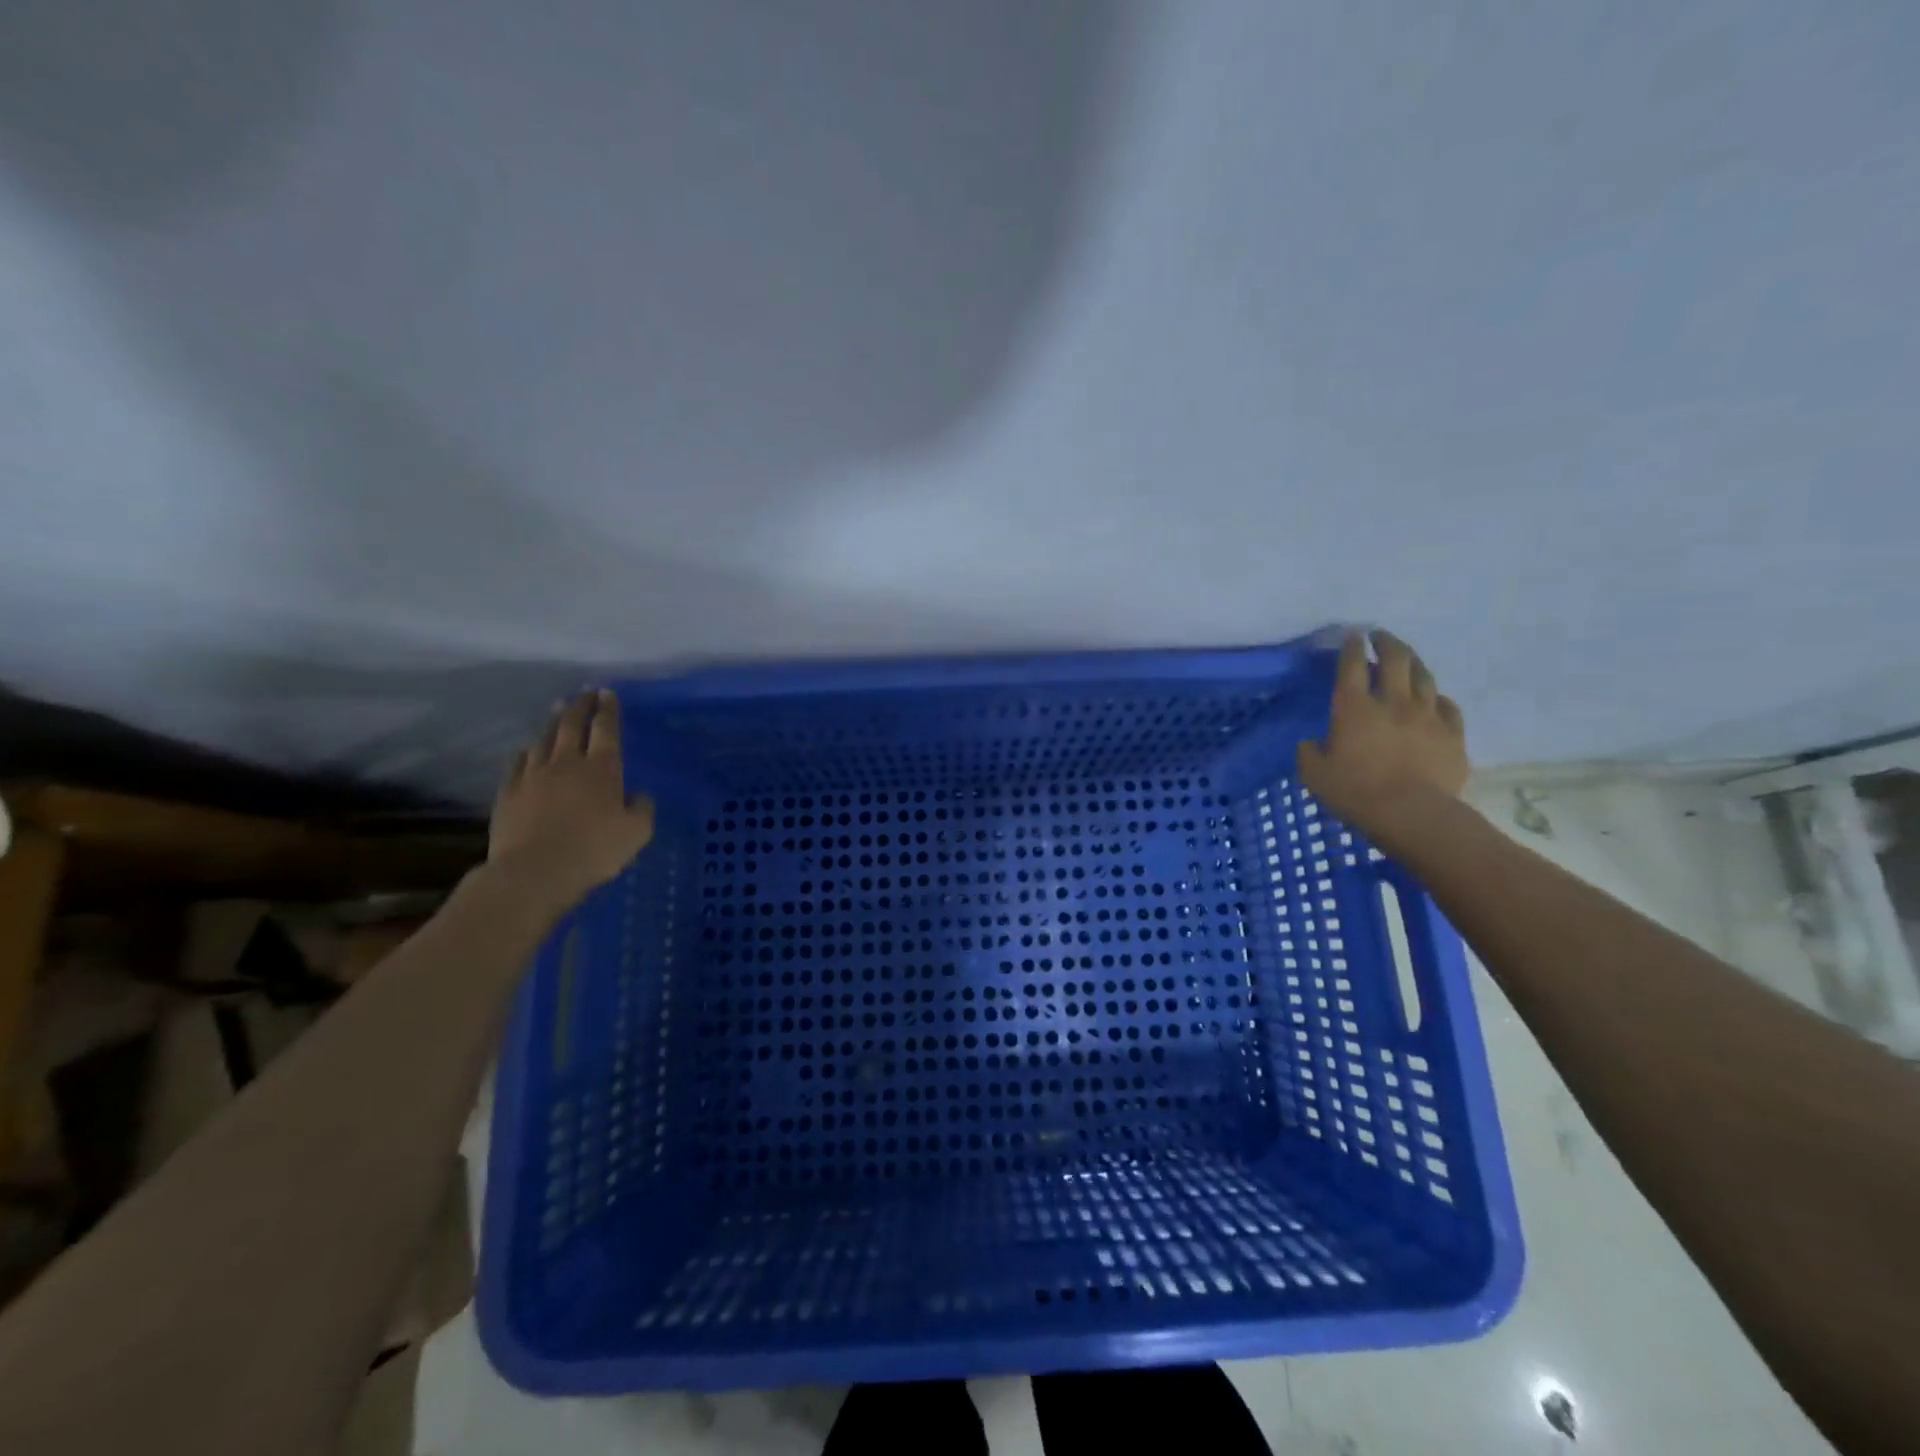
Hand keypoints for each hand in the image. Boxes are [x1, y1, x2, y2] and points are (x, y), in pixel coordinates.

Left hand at [488, 690, 654, 915]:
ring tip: (558, 711)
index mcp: (602, 769)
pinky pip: (518, 762)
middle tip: (584, 693)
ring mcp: (533, 775)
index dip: (608, 709)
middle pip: (572, 725)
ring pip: (544, 739)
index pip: (606, 729)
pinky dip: (527, 751)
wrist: (534, 872)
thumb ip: (642, 808)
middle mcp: (567, 763)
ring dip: (553, 722)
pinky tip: (528, 750)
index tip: (607, 693)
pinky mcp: (508, 792)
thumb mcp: (636, 833)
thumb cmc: (594, 851)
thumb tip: (638, 795)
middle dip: (580, 706)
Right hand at [1297, 630, 1467, 842]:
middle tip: (1380, 635)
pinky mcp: (1453, 734)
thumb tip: (1312, 742)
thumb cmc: (1356, 793)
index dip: (1351, 647)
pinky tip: (1434, 699)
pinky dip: (1437, 698)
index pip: (1351, 666)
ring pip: (1424, 677)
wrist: (1413, 815)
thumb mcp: (1314, 775)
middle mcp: (1393, 702)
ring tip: (1407, 657)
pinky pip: (1447, 707)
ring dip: (1414, 662)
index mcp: (1354, 709)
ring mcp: (1427, 716)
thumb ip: (1310, 752)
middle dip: (1387, 642)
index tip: (1353, 635)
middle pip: (1395, 660)